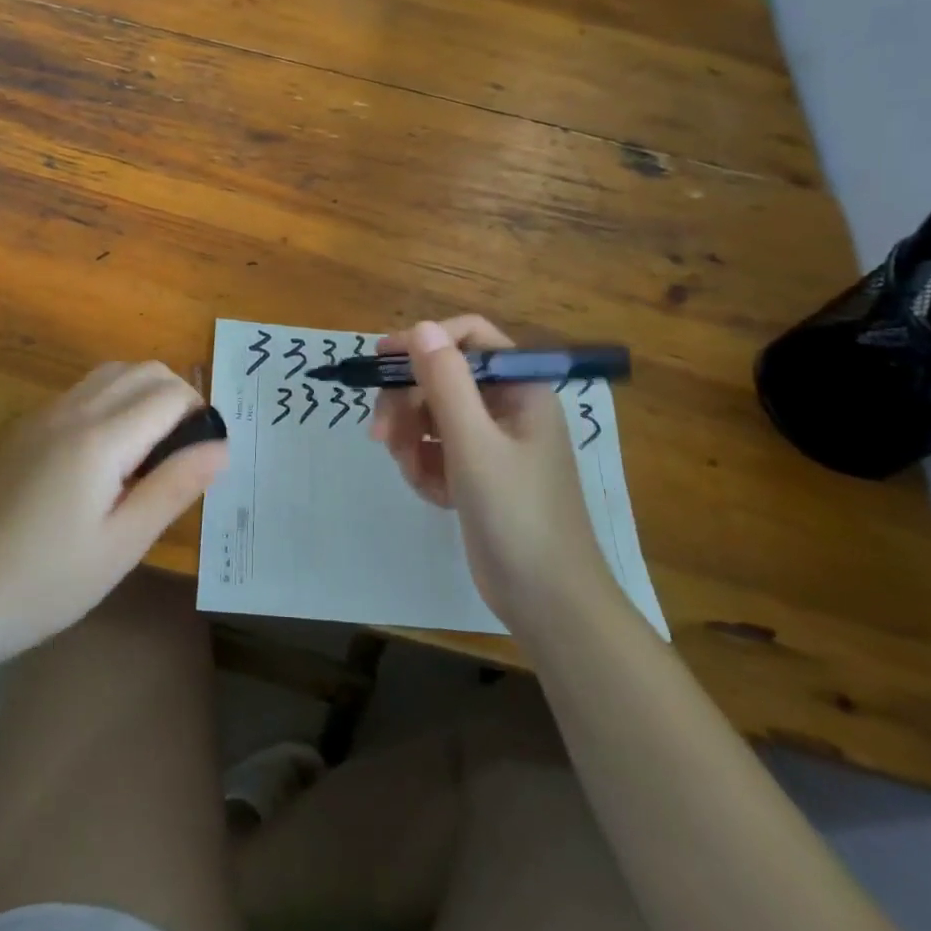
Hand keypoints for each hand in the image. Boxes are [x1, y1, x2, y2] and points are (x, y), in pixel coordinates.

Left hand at [0, 362, 225, 658]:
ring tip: (154, 445)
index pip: (170, 395)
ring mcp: (47, 413)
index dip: (200, 415)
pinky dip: (116, 397)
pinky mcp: (31, 425)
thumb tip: (222, 445)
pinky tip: (112, 449)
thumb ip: (175, 485)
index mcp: (100, 439)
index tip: (206, 454)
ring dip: (146, 392)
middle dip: (179, 396)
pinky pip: (86, 389)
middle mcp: (73, 410)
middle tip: (185, 449)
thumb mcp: (124, 543)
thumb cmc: (52, 581)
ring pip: (114, 372)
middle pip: (145, 370)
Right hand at [372, 317, 612, 630]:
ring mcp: (493, 442)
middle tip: (380, 435)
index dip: (425, 341)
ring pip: (433, 416)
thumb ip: (446, 382)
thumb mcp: (474, 444)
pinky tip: (433, 495)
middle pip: (442, 379)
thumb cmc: (518, 514)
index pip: (469, 338)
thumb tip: (420, 327)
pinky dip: (426, 468)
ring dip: (411, 440)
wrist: (549, 603)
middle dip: (407, 403)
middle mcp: (507, 407)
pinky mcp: (478, 474)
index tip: (382, 360)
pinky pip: (437, 451)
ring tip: (411, 473)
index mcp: (520, 388)